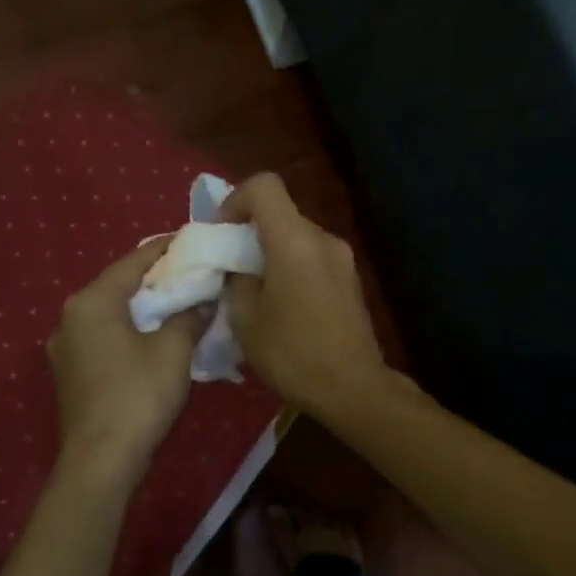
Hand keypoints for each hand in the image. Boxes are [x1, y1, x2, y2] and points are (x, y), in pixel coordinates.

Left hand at [48, 238, 207, 477]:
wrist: (101, 461)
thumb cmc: (138, 396)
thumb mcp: (173, 351)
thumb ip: (189, 316)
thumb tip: (204, 299)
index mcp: (91, 302)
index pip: (132, 262)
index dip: (164, 249)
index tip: (190, 239)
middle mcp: (70, 317)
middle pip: (117, 286)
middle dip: (153, 279)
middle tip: (190, 272)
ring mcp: (65, 348)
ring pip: (109, 314)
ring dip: (140, 307)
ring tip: (176, 303)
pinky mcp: (69, 374)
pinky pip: (103, 338)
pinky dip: (128, 331)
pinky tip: (152, 338)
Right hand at [218, 173, 390, 416]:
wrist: (354, 389)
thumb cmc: (294, 355)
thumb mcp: (246, 319)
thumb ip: (236, 279)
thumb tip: (238, 266)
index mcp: (295, 241)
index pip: (264, 186)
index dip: (235, 200)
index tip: (221, 235)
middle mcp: (322, 239)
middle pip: (280, 212)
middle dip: (249, 231)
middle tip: (229, 267)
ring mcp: (342, 258)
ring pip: (295, 236)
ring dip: (270, 251)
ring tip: (254, 290)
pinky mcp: (350, 278)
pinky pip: (311, 256)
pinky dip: (290, 265)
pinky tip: (281, 303)